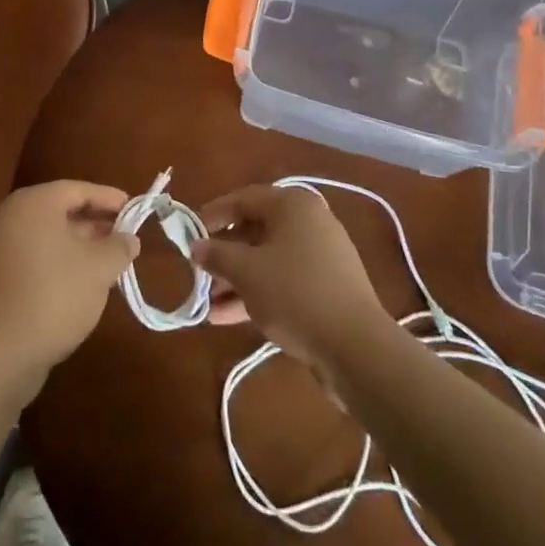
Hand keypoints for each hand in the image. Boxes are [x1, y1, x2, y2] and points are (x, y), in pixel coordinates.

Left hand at [0, 180, 138, 389]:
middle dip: (95, 221)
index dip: (109, 198)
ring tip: (109, 258)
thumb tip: (129, 238)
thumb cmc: (57, 295)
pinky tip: (82, 278)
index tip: (133, 209)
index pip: (78, 190)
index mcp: (34, 203)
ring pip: (48, 234)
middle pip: (60, 209)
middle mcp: (11, 215)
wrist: (4, 351)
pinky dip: (59, 258)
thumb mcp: (100, 268)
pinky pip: (35, 254)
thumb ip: (119, 246)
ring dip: (79, 242)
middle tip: (124, 233)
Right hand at [190, 184, 386, 372]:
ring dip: (236, 279)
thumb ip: (217, 255)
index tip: (188, 234)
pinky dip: (257, 293)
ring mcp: (321, 255)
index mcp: (292, 205)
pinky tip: (227, 317)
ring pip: (268, 259)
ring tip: (207, 304)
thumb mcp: (246, 272)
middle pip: (255, 230)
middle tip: (198, 273)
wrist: (356, 347)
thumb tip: (196, 246)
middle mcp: (309, 222)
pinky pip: (283, 280)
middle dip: (224, 254)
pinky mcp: (326, 287)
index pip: (243, 199)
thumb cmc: (295, 294)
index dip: (212, 215)